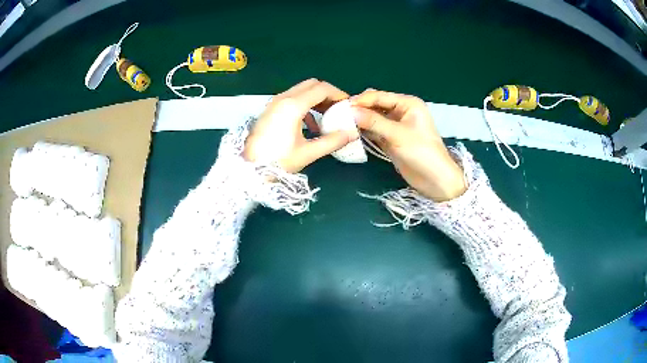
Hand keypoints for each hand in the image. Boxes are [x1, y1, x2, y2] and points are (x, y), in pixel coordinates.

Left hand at [243, 79, 358, 172]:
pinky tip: (311, 124)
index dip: (338, 94)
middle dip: (327, 93)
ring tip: (328, 116)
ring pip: (301, 90)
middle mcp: (283, 98)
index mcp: (293, 105)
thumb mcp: (307, 153)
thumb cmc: (277, 161)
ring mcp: (274, 102)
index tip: (348, 106)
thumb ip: (332, 141)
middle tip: (338, 109)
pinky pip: (292, 98)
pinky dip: (305, 104)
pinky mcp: (270, 109)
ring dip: (316, 98)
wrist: (248, 169)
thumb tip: (352, 133)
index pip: (322, 88)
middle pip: (311, 84)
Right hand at [351, 89, 465, 201]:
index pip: (380, 96)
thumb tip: (349, 111)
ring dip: (360, 121)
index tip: (341, 106)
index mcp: (407, 104)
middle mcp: (401, 111)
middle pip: (375, 106)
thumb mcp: (398, 134)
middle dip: (359, 109)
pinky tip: (350, 133)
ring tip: (341, 124)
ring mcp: (395, 126)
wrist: (435, 180)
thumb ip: (374, 122)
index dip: (361, 100)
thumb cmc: (422, 152)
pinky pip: (375, 131)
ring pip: (373, 119)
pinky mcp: (391, 139)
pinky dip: (364, 132)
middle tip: (339, 116)